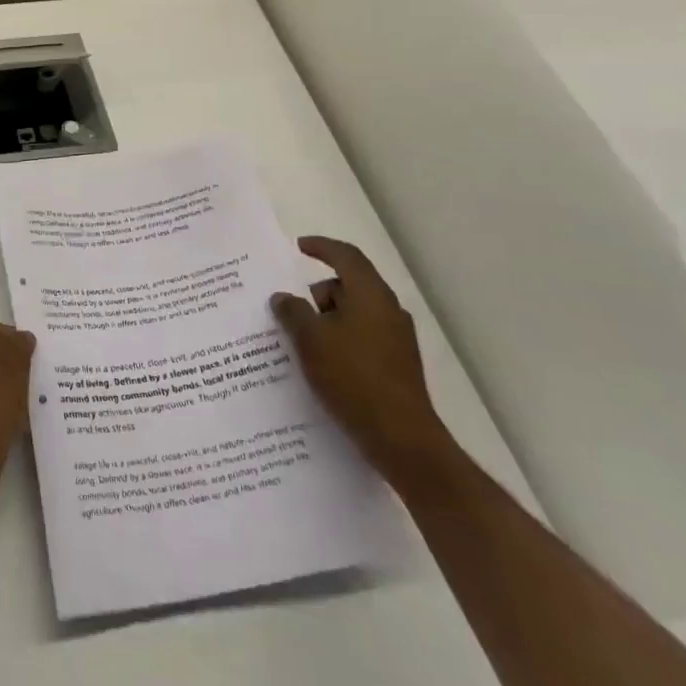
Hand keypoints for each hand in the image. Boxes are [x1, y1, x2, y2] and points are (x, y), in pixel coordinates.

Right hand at [271, 237, 450, 478]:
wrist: (401, 439)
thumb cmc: (352, 378)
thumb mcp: (310, 340)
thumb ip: (292, 312)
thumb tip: (284, 297)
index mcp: (371, 295)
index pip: (346, 257)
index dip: (322, 247)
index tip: (299, 246)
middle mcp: (388, 311)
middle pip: (348, 286)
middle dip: (317, 294)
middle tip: (290, 311)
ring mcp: (396, 339)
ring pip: (354, 315)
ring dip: (327, 321)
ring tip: (300, 343)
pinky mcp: (396, 365)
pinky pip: (361, 339)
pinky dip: (339, 342)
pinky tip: (321, 365)